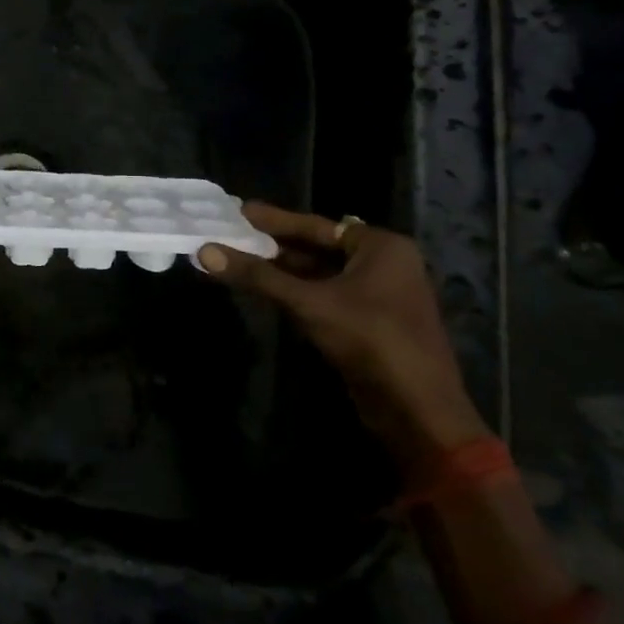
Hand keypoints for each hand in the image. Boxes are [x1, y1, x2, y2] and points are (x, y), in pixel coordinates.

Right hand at [198, 205, 489, 470]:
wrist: (418, 413)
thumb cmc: (370, 341)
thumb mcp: (310, 303)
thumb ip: (258, 276)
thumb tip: (205, 251)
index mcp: (381, 247)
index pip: (316, 225)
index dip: (274, 220)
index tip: (238, 210)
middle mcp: (384, 264)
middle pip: (318, 248)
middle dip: (275, 245)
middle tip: (232, 233)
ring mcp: (378, 295)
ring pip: (320, 274)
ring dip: (282, 270)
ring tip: (239, 258)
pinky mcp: (369, 323)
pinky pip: (325, 296)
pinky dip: (296, 291)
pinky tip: (265, 289)